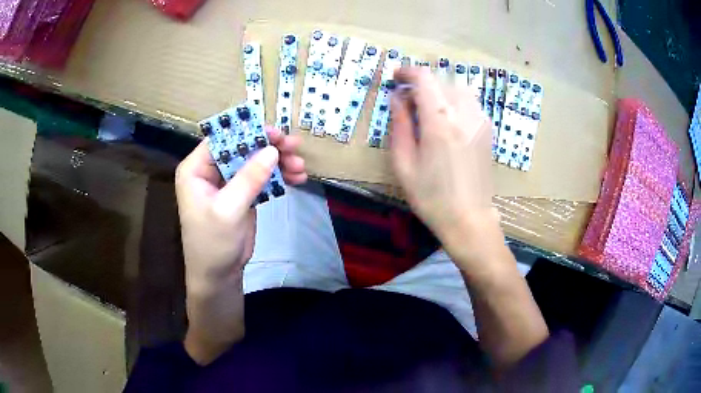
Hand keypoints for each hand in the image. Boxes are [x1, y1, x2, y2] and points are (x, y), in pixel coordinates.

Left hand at [175, 127, 306, 294]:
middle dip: (269, 147)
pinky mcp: (243, 194)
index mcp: (196, 169)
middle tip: (294, 146)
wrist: (219, 275)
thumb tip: (272, 150)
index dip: (247, 131)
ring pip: (255, 161)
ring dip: (279, 162)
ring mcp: (228, 182)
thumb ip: (249, 179)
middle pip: (242, 147)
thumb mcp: (228, 210)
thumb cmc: (213, 244)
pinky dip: (279, 177)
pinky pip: (262, 178)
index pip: (221, 139)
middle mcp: (211, 170)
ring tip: (301, 167)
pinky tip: (298, 179)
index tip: (275, 132)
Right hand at [390, 67, 500, 268]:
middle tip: (406, 99)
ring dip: (439, 90)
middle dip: (421, 82)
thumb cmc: (431, 197)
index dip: (407, 72)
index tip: (395, 78)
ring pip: (458, 88)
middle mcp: (464, 113)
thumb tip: (397, 98)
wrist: (469, 220)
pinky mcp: (488, 130)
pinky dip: (454, 101)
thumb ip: (400, 125)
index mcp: (440, 121)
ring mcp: (480, 120)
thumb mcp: (404, 164)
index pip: (424, 78)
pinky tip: (447, 119)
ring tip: (427, 107)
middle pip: (441, 80)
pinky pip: (470, 102)